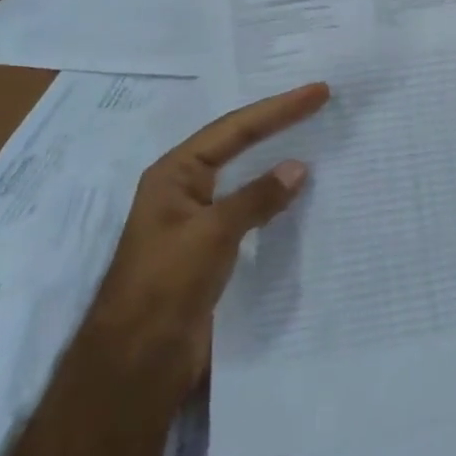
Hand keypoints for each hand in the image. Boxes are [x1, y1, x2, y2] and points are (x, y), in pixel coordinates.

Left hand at [94, 82, 329, 386]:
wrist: (136, 363)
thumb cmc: (165, 286)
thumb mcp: (212, 233)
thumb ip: (256, 197)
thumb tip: (298, 167)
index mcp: (175, 173)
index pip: (235, 128)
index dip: (278, 108)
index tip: (318, 92)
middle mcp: (185, 188)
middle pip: (238, 143)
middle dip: (278, 122)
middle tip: (319, 102)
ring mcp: (199, 218)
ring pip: (245, 175)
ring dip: (277, 156)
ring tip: (316, 137)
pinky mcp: (212, 248)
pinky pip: (251, 208)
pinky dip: (276, 196)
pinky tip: (300, 193)